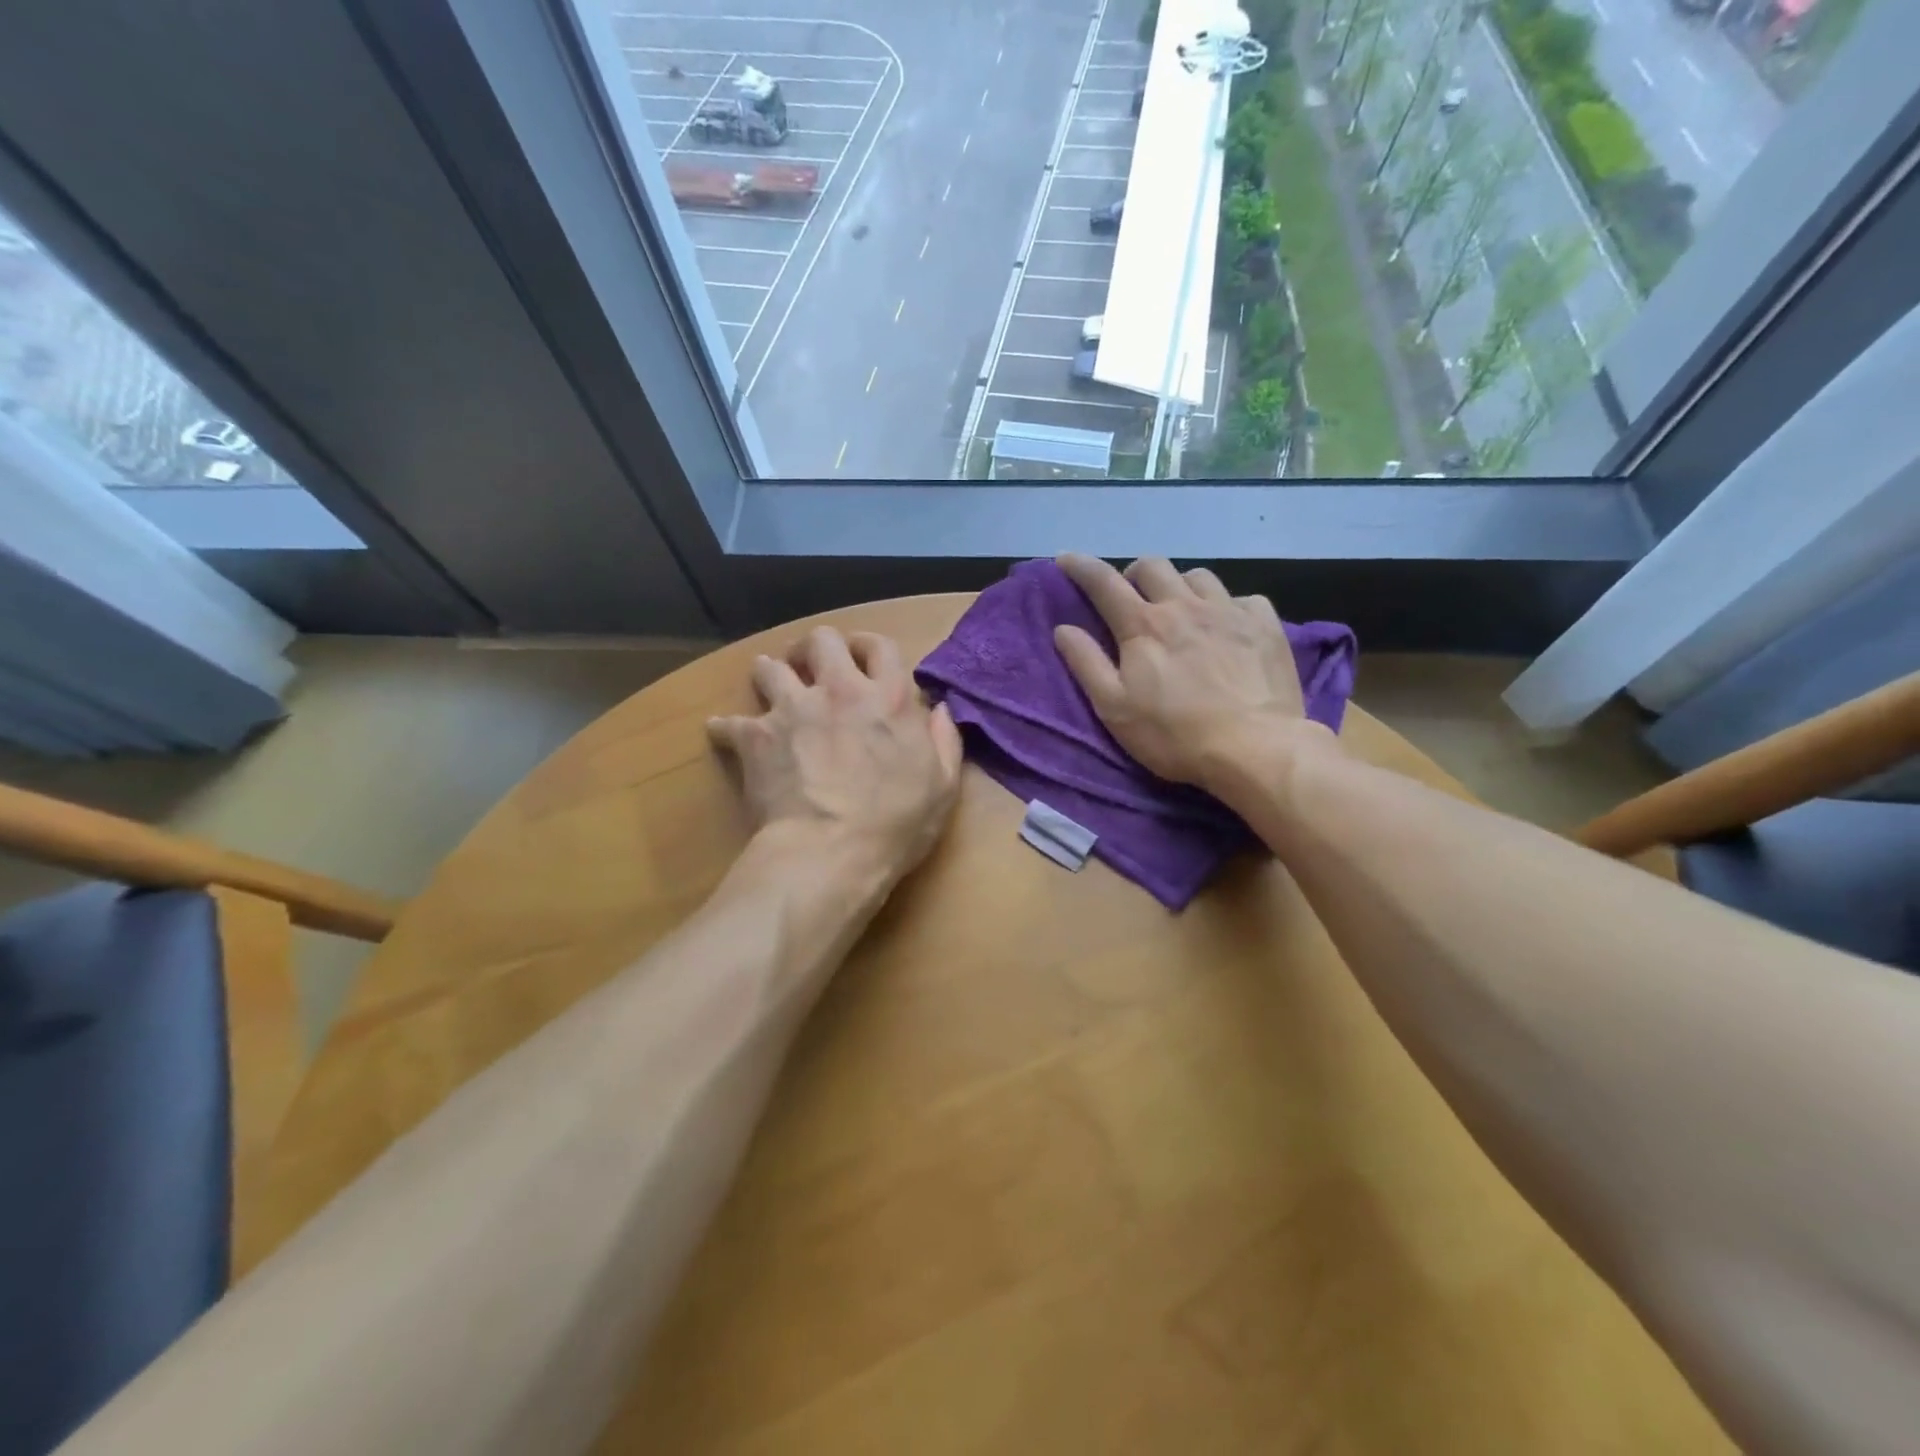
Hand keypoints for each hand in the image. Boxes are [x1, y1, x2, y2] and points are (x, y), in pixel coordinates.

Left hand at [708, 627, 962, 884]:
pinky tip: (727, 735)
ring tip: (771, 689)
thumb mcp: (943, 786)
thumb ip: (945, 741)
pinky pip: (728, 721)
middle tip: (812, 667)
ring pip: (769, 667)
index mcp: (888, 699)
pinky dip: (727, 728)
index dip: (869, 646)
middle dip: (814, 648)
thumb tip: (939, 709)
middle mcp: (838, 691)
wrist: (830, 852)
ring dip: (770, 674)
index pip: (879, 646)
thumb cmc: (895, 824)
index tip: (861, 656)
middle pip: (821, 640)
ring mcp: (792, 710)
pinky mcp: (755, 737)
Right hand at [1053, 554, 1334, 793]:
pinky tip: (1227, 627)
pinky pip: (1242, 598)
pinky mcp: (1264, 625)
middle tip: (1131, 597)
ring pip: (1198, 575)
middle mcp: (1184, 606)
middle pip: (1153, 566)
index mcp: (1143, 625)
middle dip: (1134, 574)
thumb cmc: (1174, 735)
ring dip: (1180, 585)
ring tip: (1180, 608)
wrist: (1254, 748)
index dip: (1081, 566)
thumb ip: (1086, 664)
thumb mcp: (1114, 708)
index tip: (1066, 559)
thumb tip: (1063, 629)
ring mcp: (1229, 612)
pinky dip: (1227, 606)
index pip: (1103, 582)